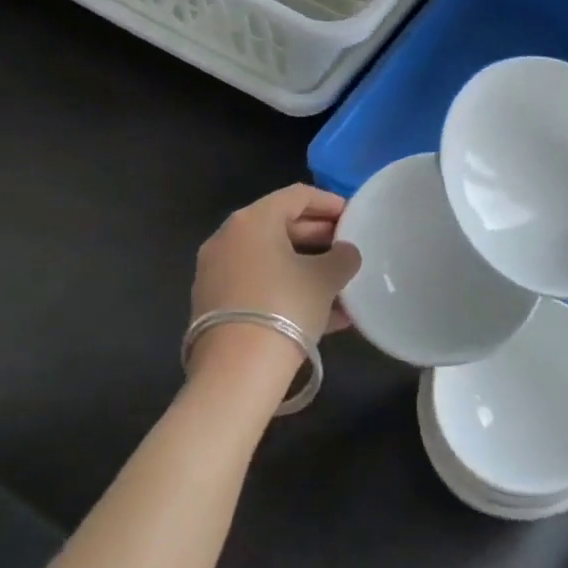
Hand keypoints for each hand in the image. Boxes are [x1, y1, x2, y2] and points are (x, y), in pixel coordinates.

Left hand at [190, 185, 362, 350]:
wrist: (236, 372)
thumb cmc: (285, 306)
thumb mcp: (326, 278)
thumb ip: (342, 257)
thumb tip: (345, 253)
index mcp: (253, 220)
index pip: (297, 196)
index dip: (329, 202)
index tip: (354, 216)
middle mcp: (228, 239)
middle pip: (280, 226)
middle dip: (318, 237)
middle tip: (348, 248)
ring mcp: (217, 273)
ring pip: (271, 261)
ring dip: (306, 268)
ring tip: (341, 286)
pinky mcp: (214, 306)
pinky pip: (259, 286)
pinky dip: (288, 291)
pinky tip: (323, 315)